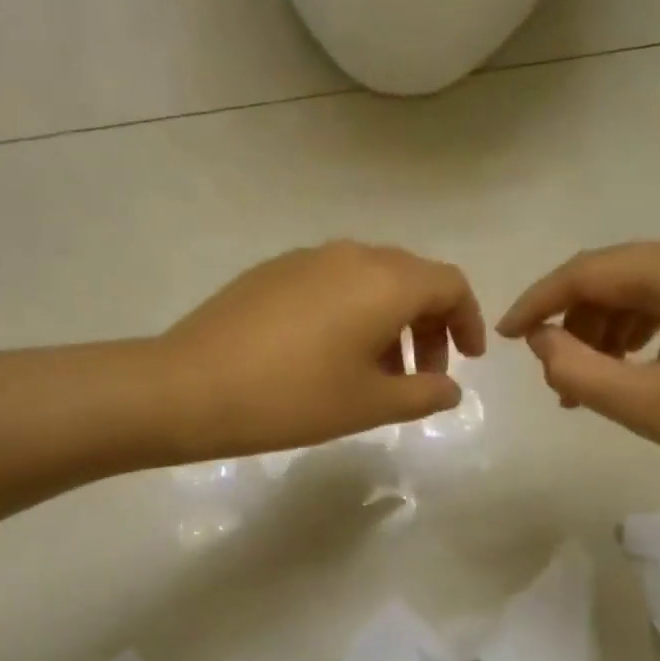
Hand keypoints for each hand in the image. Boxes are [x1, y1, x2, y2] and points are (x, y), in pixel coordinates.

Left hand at [158, 242, 486, 460]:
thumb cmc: (294, 398)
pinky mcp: (273, 272)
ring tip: (376, 374)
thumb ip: (423, 394)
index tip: (468, 360)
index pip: (449, 284)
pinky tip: (330, 357)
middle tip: (421, 376)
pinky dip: (352, 314)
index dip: (468, 321)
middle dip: (428, 326)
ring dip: (389, 322)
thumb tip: (451, 388)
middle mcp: (351, 255)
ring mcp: (307, 259)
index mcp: (384, 281)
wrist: (191, 388)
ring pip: (370, 281)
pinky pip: (332, 284)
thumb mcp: (369, 405)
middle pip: (411, 278)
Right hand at [497, 224, 659, 508]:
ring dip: (606, 330)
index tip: (501, 338)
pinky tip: (629, 365)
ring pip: (643, 285)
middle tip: (556, 379)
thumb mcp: (647, 405)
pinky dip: (642, 328)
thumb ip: (576, 368)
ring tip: (588, 383)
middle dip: (576, 324)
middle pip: (617, 275)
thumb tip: (539, 339)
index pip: (591, 271)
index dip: (538, 303)